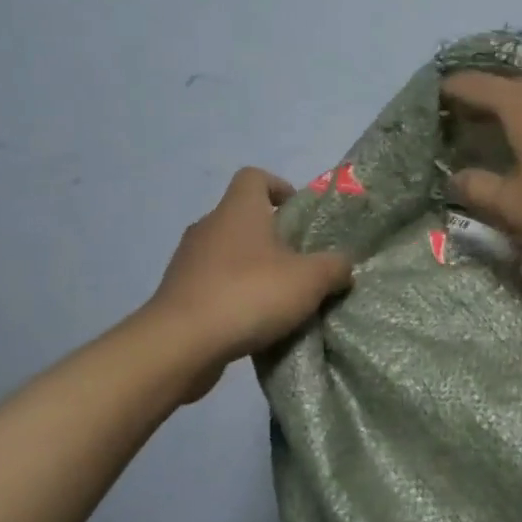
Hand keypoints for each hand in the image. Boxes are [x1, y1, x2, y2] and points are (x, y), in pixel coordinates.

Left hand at [141, 168, 352, 400]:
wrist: (180, 344)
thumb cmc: (249, 294)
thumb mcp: (310, 280)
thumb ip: (334, 267)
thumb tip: (343, 265)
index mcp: (239, 209)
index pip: (254, 177)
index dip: (279, 188)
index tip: (298, 215)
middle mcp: (209, 226)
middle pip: (243, 217)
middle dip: (272, 237)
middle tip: (299, 263)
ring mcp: (188, 260)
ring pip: (228, 252)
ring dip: (252, 268)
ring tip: (279, 297)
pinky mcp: (178, 294)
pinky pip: (213, 284)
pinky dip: (233, 295)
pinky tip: (253, 321)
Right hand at [440, 72, 521, 261]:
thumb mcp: (516, 208)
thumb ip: (477, 190)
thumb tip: (454, 177)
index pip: (472, 85)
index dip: (446, 92)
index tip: (427, 104)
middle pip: (503, 85)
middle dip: (477, 99)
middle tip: (456, 123)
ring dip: (508, 107)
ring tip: (492, 131)